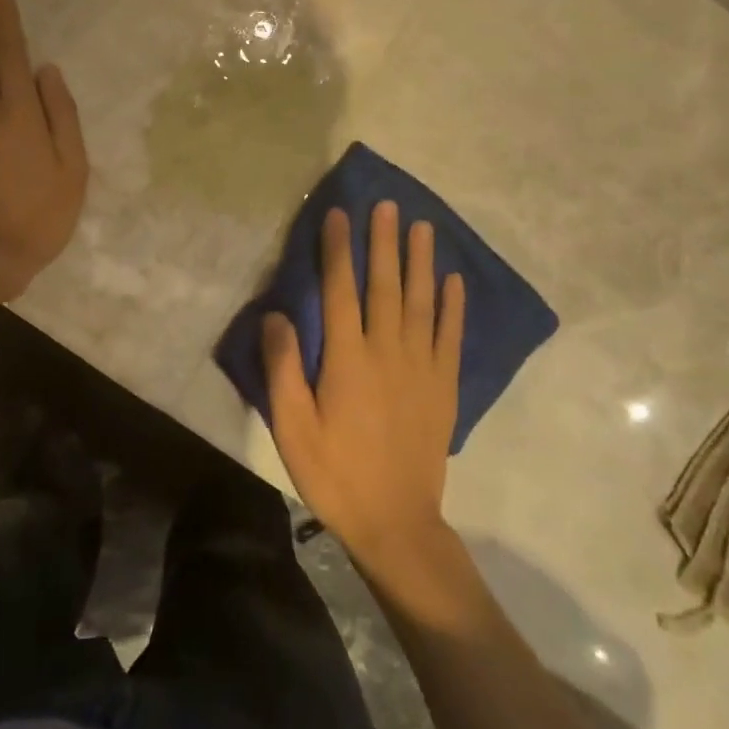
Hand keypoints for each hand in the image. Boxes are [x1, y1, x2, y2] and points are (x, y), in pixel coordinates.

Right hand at [262, 203, 465, 574]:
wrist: (396, 523)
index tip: (338, 214)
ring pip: (421, 301)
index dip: (337, 250)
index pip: (341, 290)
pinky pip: (450, 336)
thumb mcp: (292, 427)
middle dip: (384, 242)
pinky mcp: (444, 386)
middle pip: (385, 285)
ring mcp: (421, 367)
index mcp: (348, 359)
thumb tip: (276, 314)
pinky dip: (452, 305)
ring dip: (421, 261)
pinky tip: (453, 281)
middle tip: (387, 205)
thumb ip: (283, 368)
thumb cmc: (335, 473)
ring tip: (423, 227)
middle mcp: (387, 351)